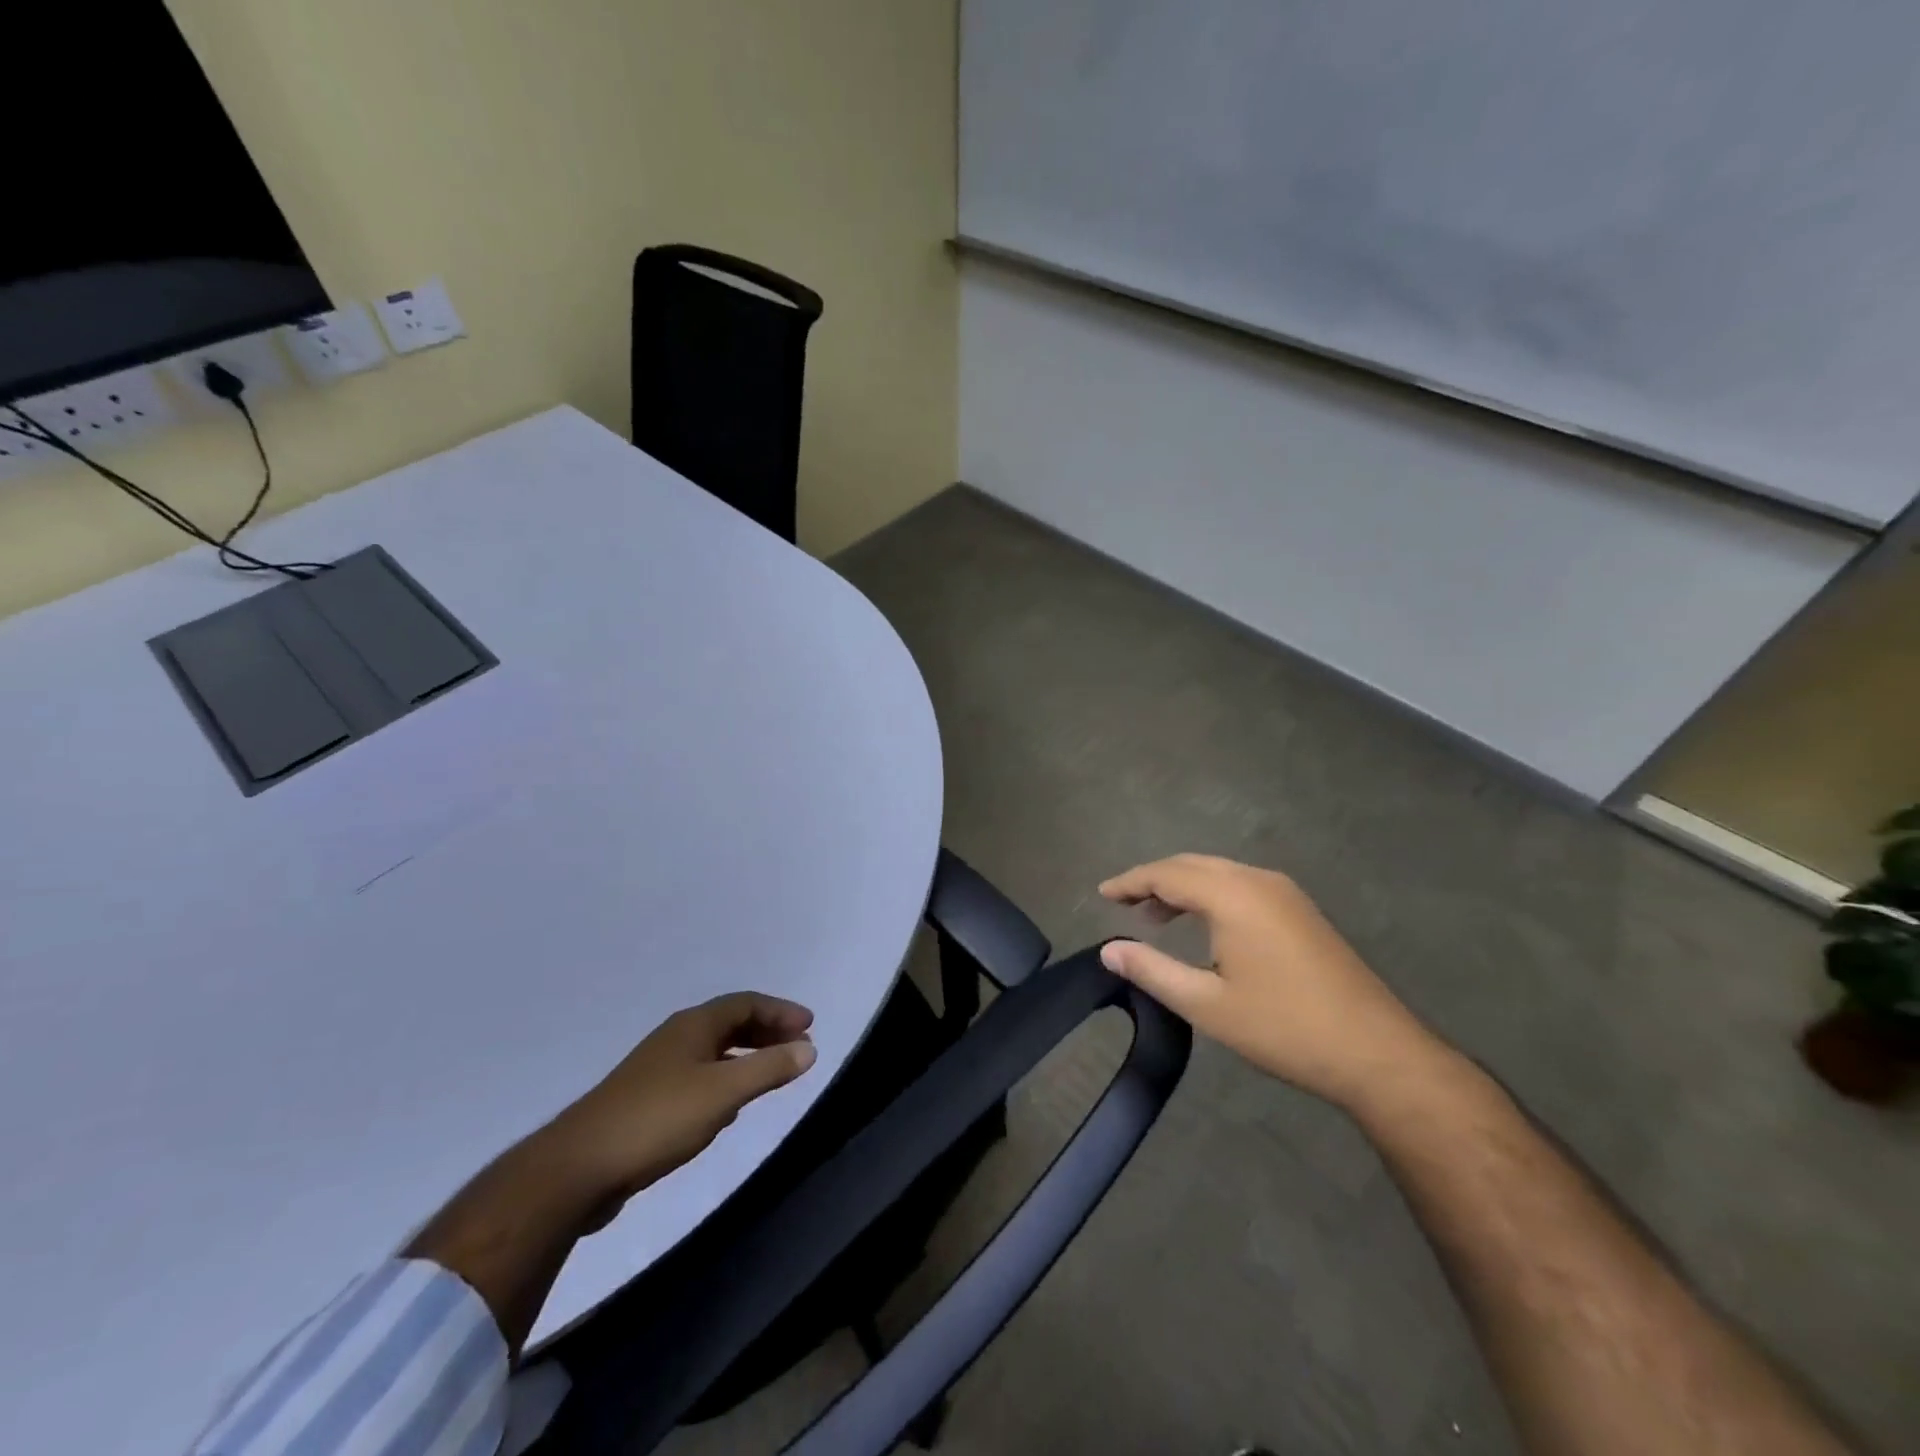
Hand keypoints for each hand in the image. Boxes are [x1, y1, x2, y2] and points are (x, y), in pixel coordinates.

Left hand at [541, 993, 817, 1220]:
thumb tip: (810, 1047)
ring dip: (747, 1056)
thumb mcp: (723, 1093)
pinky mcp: (646, 1101)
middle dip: (767, 1032)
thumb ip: (769, 1069)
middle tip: (798, 1048)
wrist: (577, 1168)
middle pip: (730, 1023)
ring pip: (714, 1051)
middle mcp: (676, 1038)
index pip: (746, 1003)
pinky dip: (725, 1079)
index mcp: (693, 1025)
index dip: (780, 1011)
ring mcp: (657, 1069)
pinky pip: (699, 1076)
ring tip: (772, 1073)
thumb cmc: (658, 1119)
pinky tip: (730, 1106)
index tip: (810, 1026)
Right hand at [1099, 854, 1447, 1110]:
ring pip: (1219, 873)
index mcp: (1232, 895)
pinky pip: (1241, 885)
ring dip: (1183, 886)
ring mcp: (1285, 893)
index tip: (1102, 894)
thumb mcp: (1207, 1004)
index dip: (1130, 882)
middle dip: (1154, 880)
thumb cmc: (1283, 1027)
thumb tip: (1108, 950)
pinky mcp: (1301, 911)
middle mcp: (1258, 880)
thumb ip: (1152, 970)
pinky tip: (1205, 924)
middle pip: (1192, 864)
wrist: (1376, 1052)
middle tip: (1124, 904)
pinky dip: (1211, 894)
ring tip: (1156, 917)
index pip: (1166, 873)